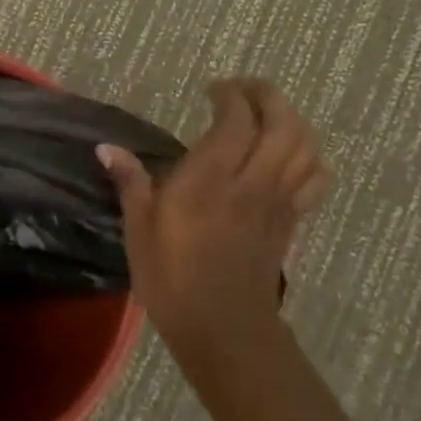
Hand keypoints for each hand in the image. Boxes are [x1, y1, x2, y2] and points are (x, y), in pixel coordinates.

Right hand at [98, 80, 327, 361]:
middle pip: (283, 123)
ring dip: (292, 120)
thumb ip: (130, 183)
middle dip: (267, 96)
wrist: (224, 330)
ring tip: (267, 115)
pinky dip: (308, 157)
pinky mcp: (291, 220)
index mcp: (211, 179)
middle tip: (243, 90)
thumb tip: (106, 148)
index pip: (236, 119)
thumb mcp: (140, 230)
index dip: (229, 95)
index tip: (211, 90)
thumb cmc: (173, 278)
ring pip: (305, 146)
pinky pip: (314, 178)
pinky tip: (288, 156)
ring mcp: (278, 201)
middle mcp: (252, 181)